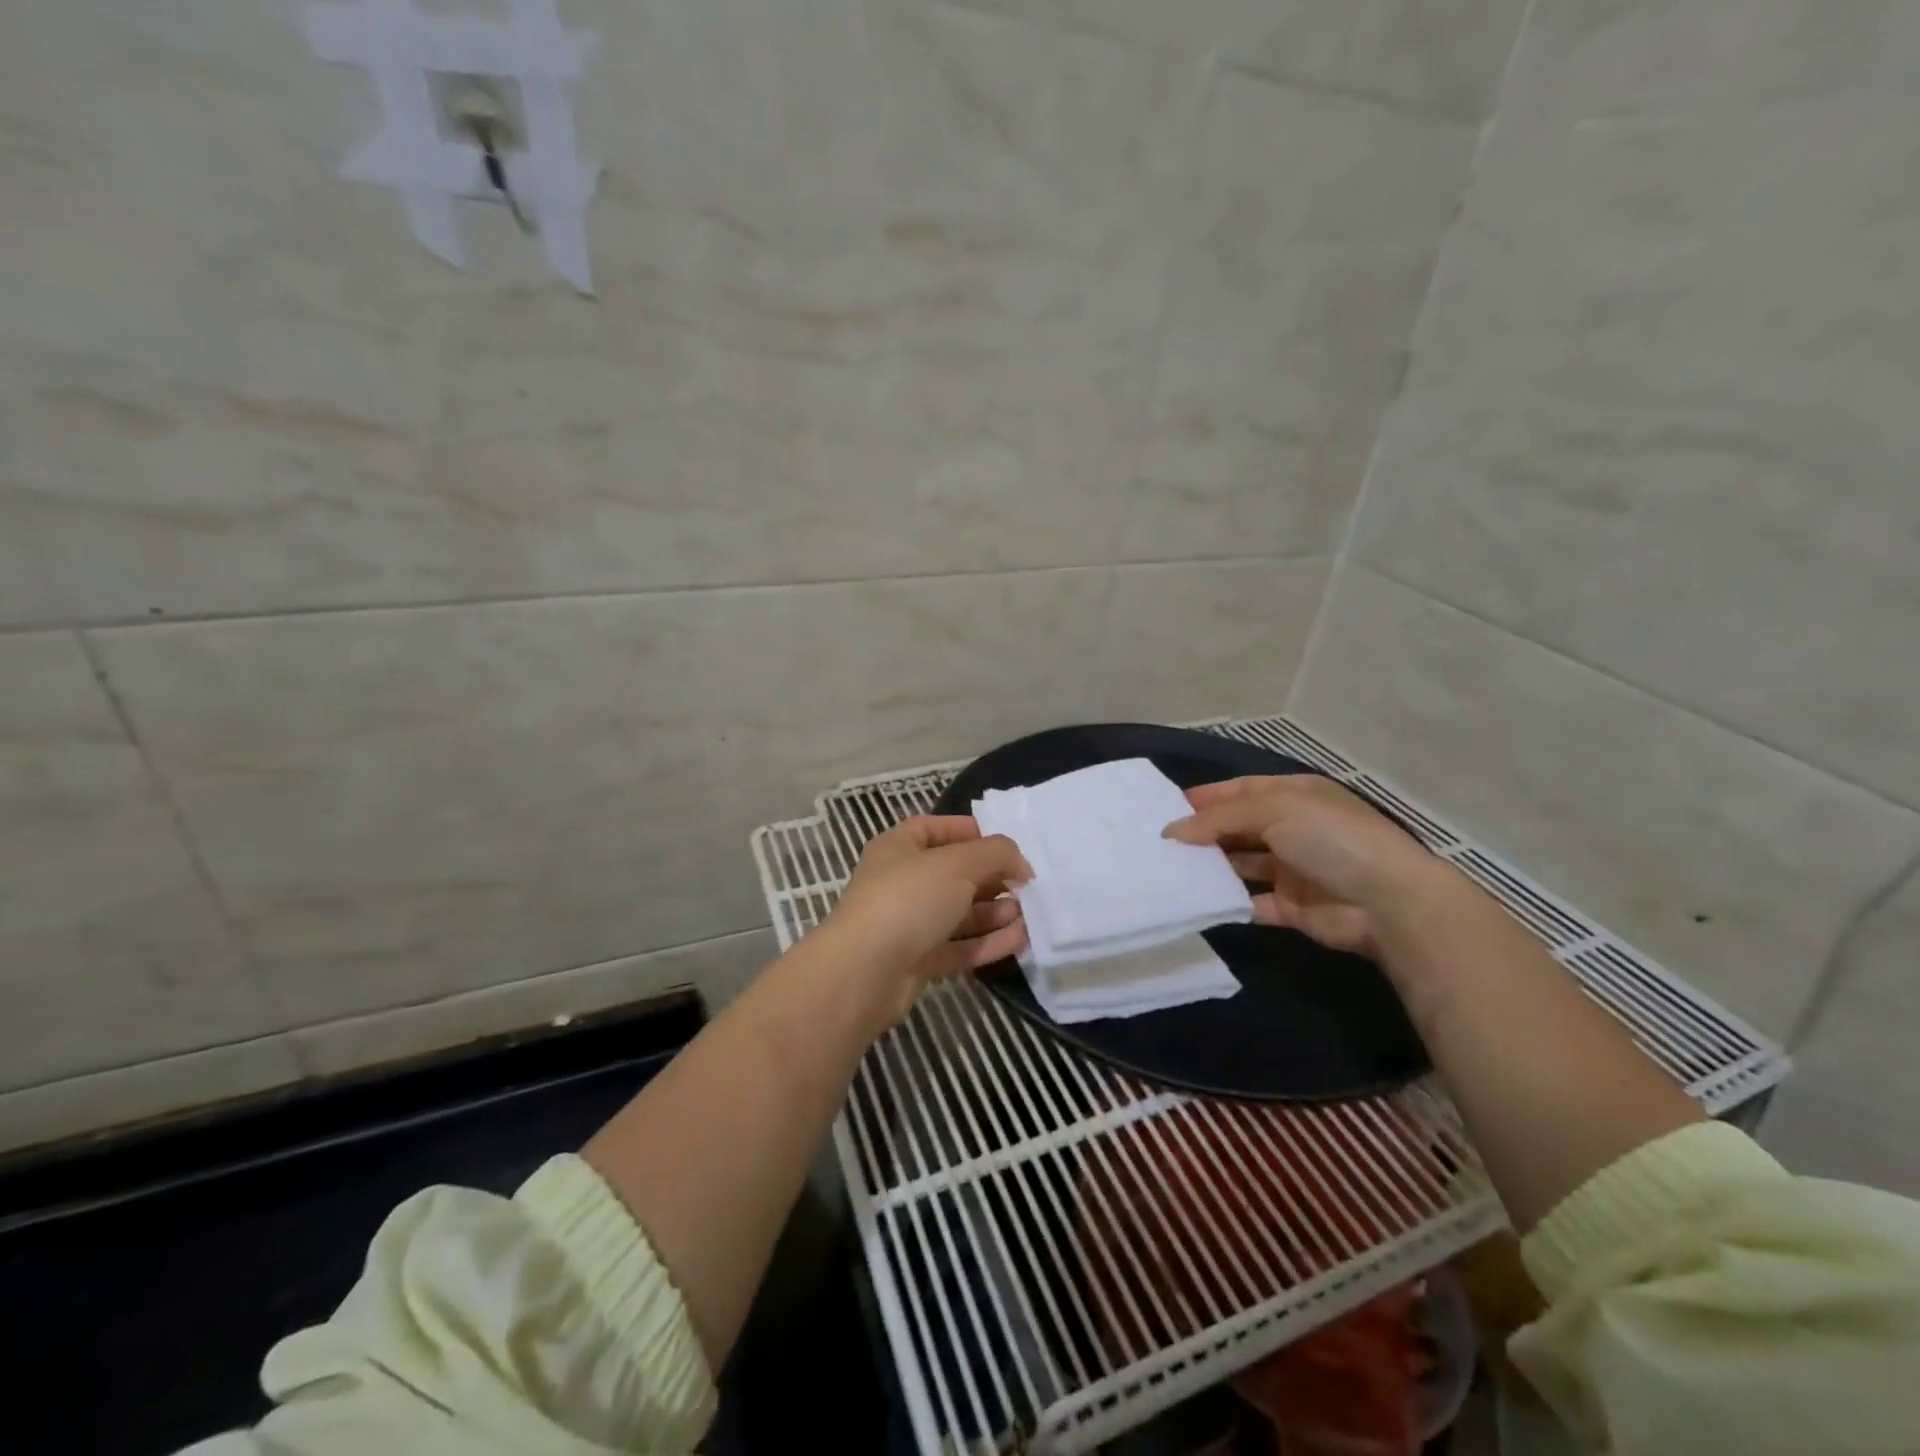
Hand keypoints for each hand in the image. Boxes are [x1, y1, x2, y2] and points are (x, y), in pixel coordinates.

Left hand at [823, 815, 1031, 1018]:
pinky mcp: (918, 962)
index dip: (972, 832)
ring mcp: (909, 924)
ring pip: (959, 913)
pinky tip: (1020, 939)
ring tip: (1028, 913)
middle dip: (991, 877)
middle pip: (954, 873)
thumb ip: (996, 854)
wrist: (865, 972)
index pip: (937, 828)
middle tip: (1026, 885)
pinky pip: (959, 946)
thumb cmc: (909, 899)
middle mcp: (902, 882)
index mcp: (899, 847)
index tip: (1007, 846)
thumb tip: (1020, 863)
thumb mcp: (958, 863)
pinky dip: (988, 942)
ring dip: (994, 911)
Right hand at [1163, 775, 1450, 953]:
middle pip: (1237, 828)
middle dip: (1202, 833)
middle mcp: (1292, 829)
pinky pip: (1249, 901)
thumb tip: (1172, 831)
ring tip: (1167, 869)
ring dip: (1210, 866)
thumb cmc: (1330, 838)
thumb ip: (1219, 819)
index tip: (1166, 808)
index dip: (1206, 798)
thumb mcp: (1274, 810)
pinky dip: (1225, 901)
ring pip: (1240, 864)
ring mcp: (1292, 869)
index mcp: (1294, 796)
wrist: (1388, 902)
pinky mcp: (1291, 906)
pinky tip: (1194, 900)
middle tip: (1159, 842)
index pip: (1241, 791)